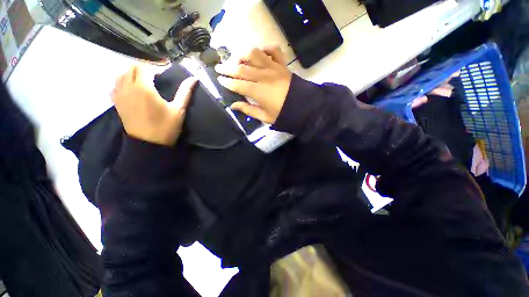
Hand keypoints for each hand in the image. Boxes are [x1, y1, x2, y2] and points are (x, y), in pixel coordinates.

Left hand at [112, 64, 197, 145]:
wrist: (148, 144)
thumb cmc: (166, 127)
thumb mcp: (178, 110)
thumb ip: (185, 92)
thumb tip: (194, 78)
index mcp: (144, 88)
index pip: (145, 66)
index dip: (155, 65)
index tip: (165, 68)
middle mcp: (128, 87)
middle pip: (132, 68)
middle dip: (144, 67)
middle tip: (156, 73)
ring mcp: (120, 94)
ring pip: (122, 74)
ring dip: (133, 73)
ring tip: (144, 79)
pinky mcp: (116, 102)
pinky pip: (116, 85)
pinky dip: (123, 81)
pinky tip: (132, 87)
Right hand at [214, 46, 291, 123]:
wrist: (303, 107)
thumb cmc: (283, 114)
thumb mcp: (264, 117)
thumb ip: (248, 110)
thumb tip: (233, 105)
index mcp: (258, 91)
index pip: (238, 84)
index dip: (227, 82)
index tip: (219, 80)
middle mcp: (263, 76)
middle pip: (242, 68)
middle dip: (227, 67)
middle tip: (219, 67)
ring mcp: (273, 67)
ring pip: (254, 54)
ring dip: (243, 54)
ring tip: (237, 59)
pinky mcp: (282, 64)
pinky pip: (274, 50)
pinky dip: (265, 48)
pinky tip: (260, 53)